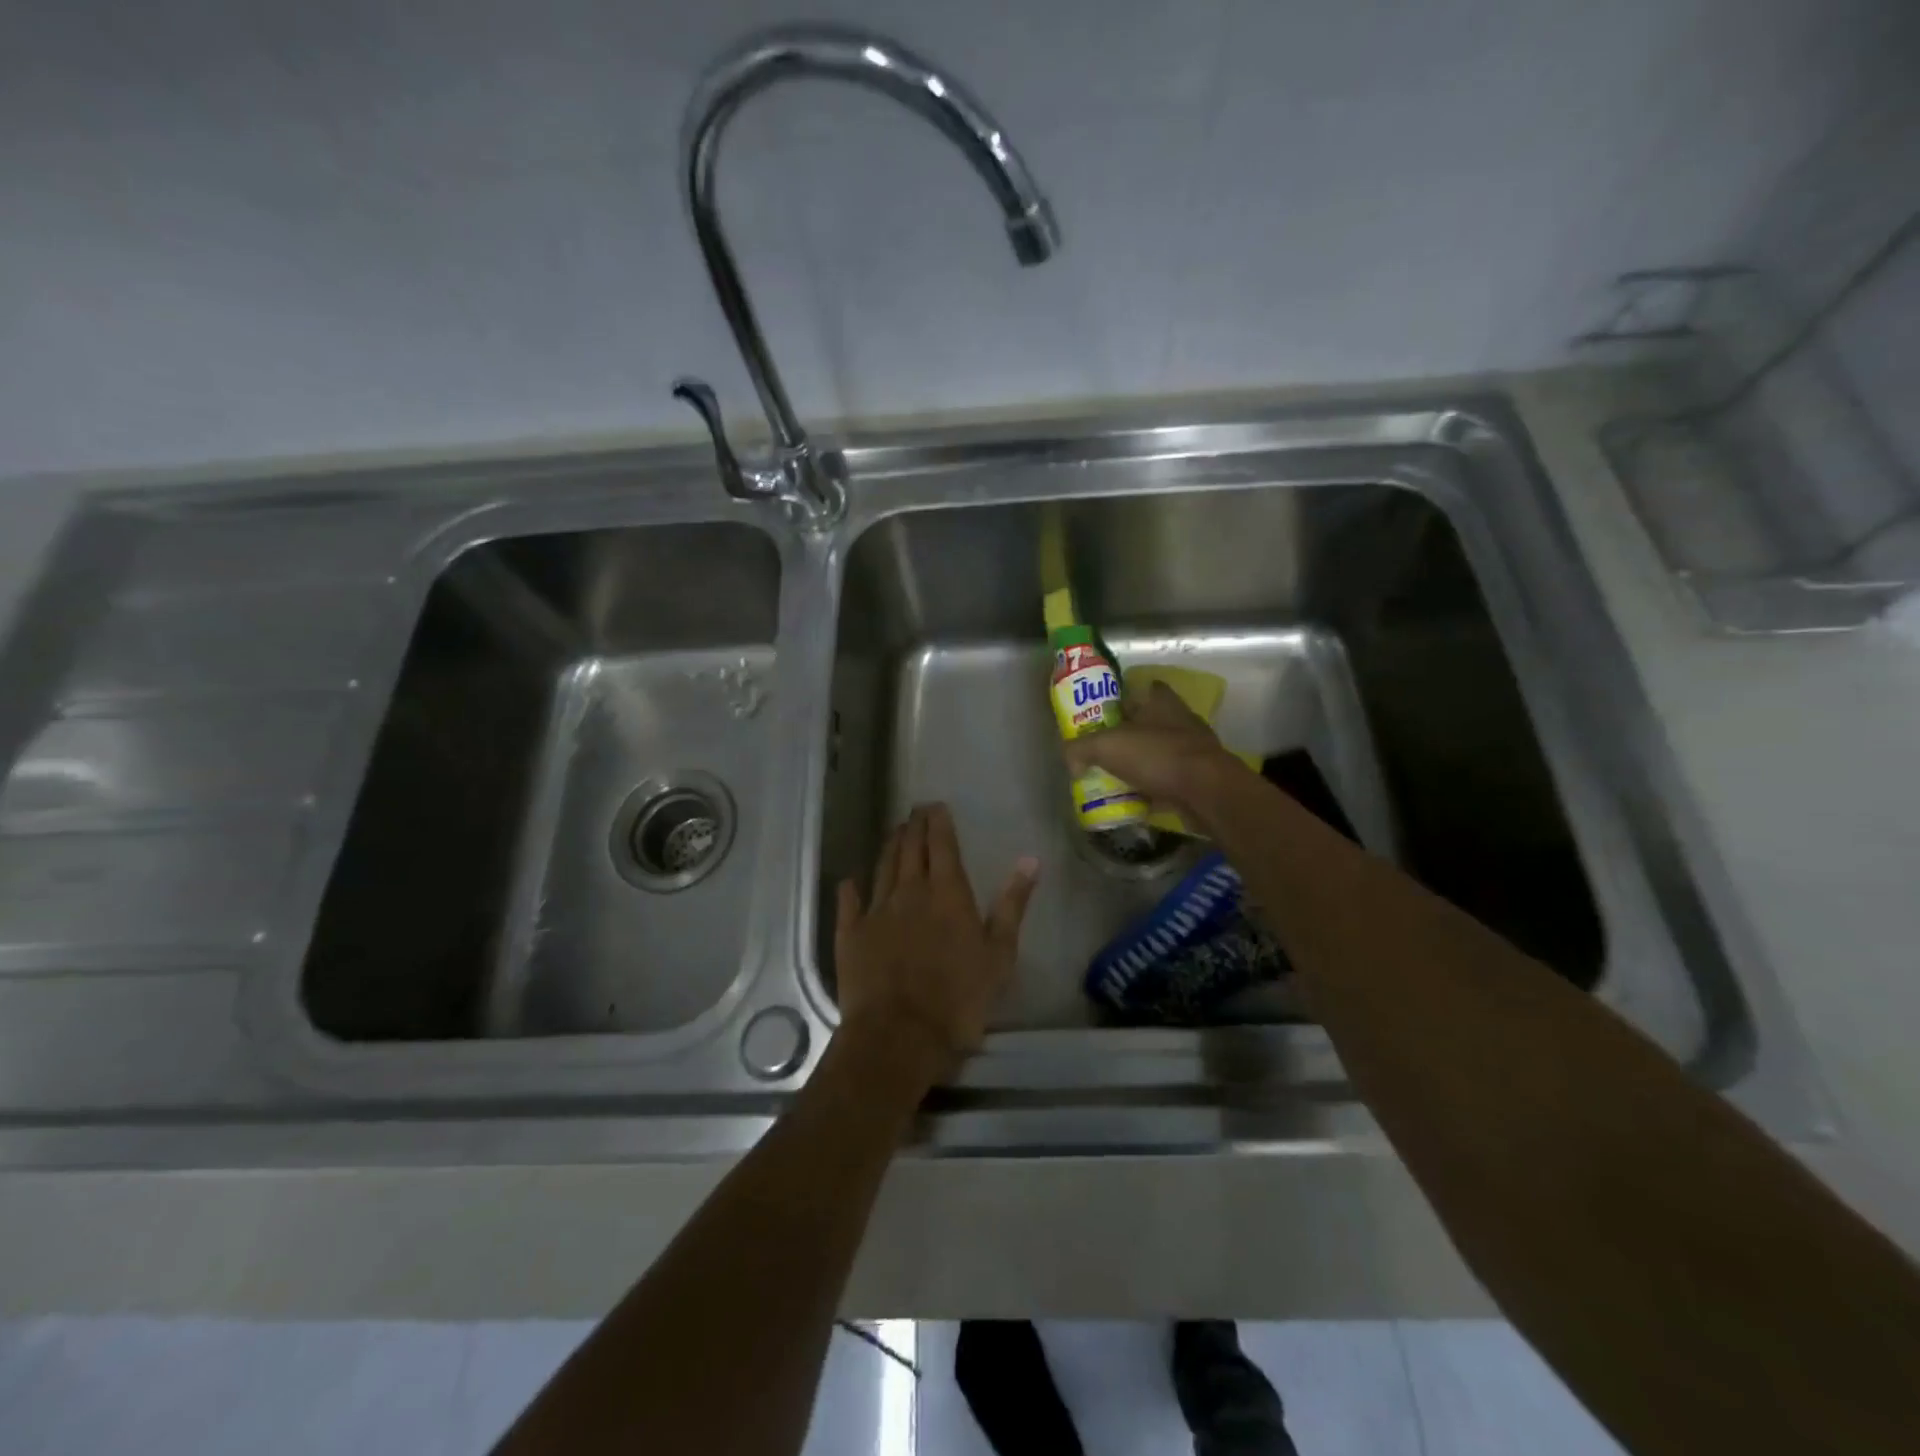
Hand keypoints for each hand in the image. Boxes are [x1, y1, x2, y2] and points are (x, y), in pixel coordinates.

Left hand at [834, 804, 1039, 1085]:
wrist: (900, 1034)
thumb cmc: (960, 998)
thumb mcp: (1000, 953)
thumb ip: (1013, 904)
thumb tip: (1030, 860)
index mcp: (947, 892)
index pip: (941, 844)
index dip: (938, 822)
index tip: (936, 806)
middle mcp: (909, 891)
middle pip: (909, 849)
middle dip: (913, 826)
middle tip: (915, 811)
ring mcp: (876, 911)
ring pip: (882, 868)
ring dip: (890, 847)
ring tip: (895, 833)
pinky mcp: (851, 934)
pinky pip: (849, 902)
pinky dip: (852, 887)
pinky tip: (851, 880)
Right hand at [1064, 680, 1250, 828]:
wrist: (1206, 792)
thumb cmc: (1157, 756)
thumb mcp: (1106, 746)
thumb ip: (1080, 749)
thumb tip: (1069, 761)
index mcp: (1161, 702)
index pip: (1145, 688)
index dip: (1126, 697)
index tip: (1106, 712)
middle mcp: (1181, 720)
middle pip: (1150, 723)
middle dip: (1130, 735)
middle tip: (1104, 749)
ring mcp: (1194, 750)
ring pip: (1160, 753)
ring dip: (1143, 764)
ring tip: (1117, 777)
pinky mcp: (1200, 778)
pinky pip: (1170, 781)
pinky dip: (1155, 789)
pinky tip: (1138, 801)